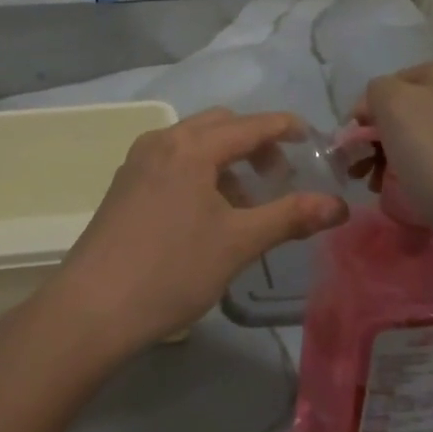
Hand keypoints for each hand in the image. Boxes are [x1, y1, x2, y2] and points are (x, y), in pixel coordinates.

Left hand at [42, 109, 347, 360]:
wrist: (94, 306)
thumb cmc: (172, 269)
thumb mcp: (238, 242)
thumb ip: (290, 217)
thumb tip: (339, 206)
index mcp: (190, 147)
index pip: (249, 125)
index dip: (284, 127)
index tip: (311, 138)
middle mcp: (161, 142)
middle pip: (218, 126)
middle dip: (253, 143)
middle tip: (278, 177)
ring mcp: (137, 163)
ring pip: (192, 144)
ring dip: (225, 160)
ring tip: (245, 203)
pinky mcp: (124, 186)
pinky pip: (171, 162)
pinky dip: (198, 172)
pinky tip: (206, 212)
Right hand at [358, 55, 432, 288]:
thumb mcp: (394, 106)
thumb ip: (376, 92)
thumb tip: (378, 110)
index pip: (387, 86)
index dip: (365, 117)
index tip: (354, 152)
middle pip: (408, 115)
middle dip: (381, 145)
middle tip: (367, 178)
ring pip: (426, 144)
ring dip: (400, 167)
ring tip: (390, 195)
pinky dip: (429, 184)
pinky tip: (423, 203)